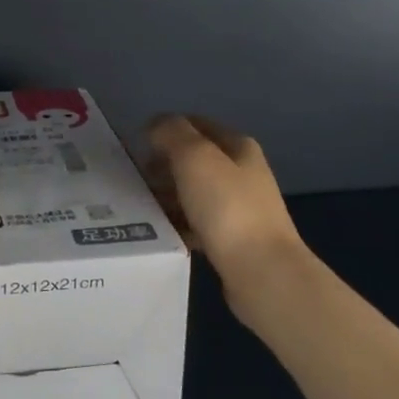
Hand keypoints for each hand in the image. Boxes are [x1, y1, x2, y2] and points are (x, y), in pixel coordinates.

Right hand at [146, 115, 312, 328]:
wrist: (262, 273)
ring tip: (142, 207)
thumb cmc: (227, 207)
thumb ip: (171, 133)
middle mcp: (242, 173)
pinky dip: (178, 224)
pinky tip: (161, 233)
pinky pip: (197, 224)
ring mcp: (240, 208)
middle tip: (136, 179)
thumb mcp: (194, 157)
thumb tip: (156, 125)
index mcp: (238, 147)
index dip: (166, 130)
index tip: (138, 147)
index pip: (196, 125)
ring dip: (168, 196)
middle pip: (194, 160)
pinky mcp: (233, 240)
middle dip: (163, 166)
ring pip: (194, 193)